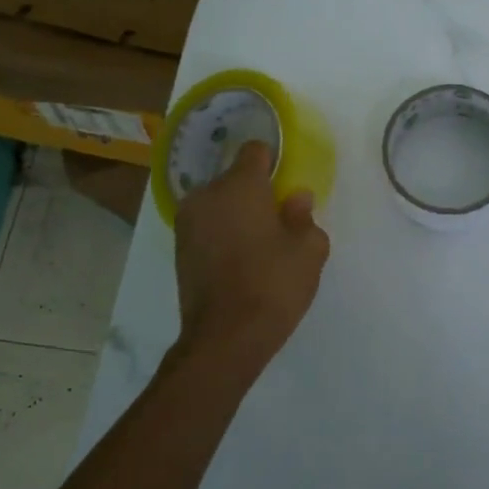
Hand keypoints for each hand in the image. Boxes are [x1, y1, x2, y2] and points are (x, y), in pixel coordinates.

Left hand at [172, 140, 329, 377]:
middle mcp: (206, 195)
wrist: (225, 338)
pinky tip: (239, 262)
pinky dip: (222, 235)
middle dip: (255, 193)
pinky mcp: (179, 250)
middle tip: (277, 221)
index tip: (285, 183)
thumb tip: (295, 198)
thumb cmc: (273, 285)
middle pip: (234, 179)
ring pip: (218, 204)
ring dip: (236, 215)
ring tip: (258, 245)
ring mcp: (188, 223)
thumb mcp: (309, 250)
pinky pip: (207, 228)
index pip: (254, 151)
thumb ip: (303, 216)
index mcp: (240, 185)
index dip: (273, 162)